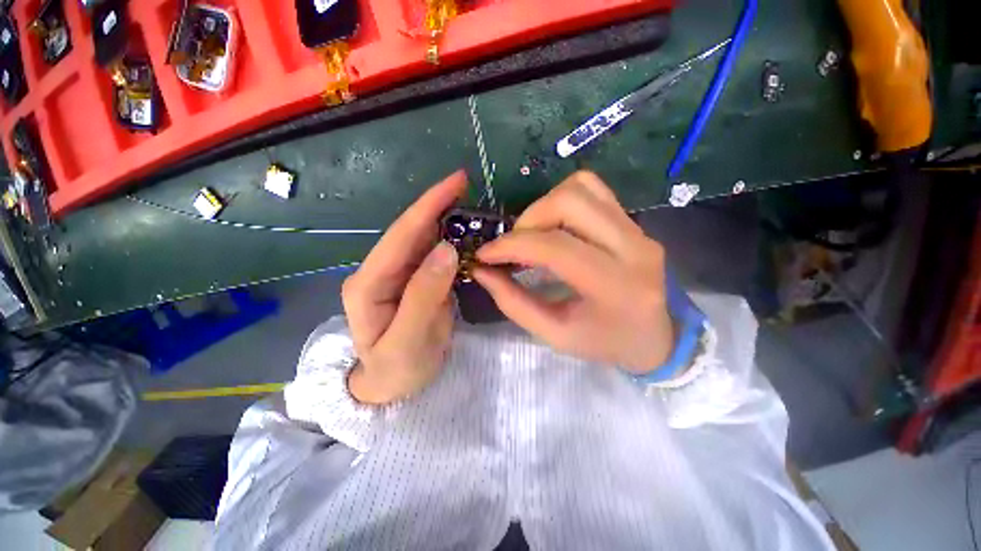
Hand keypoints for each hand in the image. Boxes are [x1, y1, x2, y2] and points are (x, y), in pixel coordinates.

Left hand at [341, 171, 464, 404]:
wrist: (393, 387)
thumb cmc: (396, 370)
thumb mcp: (409, 341)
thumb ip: (424, 295)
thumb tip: (447, 248)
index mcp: (369, 283)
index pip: (401, 235)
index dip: (428, 205)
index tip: (456, 180)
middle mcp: (381, 271)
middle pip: (411, 232)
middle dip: (437, 206)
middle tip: (467, 185)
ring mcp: (398, 275)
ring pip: (423, 240)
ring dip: (446, 220)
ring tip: (470, 205)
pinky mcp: (415, 281)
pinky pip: (434, 255)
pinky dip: (451, 241)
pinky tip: (466, 234)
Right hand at [473, 171, 673, 372]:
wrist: (658, 337)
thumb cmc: (605, 342)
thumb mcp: (555, 334)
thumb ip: (514, 303)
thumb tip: (482, 272)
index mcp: (614, 286)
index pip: (555, 247)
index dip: (512, 245)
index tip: (485, 254)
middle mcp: (632, 247)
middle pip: (570, 202)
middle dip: (528, 220)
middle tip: (514, 245)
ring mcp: (638, 228)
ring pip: (581, 187)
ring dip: (544, 206)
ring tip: (532, 235)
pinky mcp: (634, 221)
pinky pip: (593, 189)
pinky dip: (563, 198)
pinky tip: (554, 225)